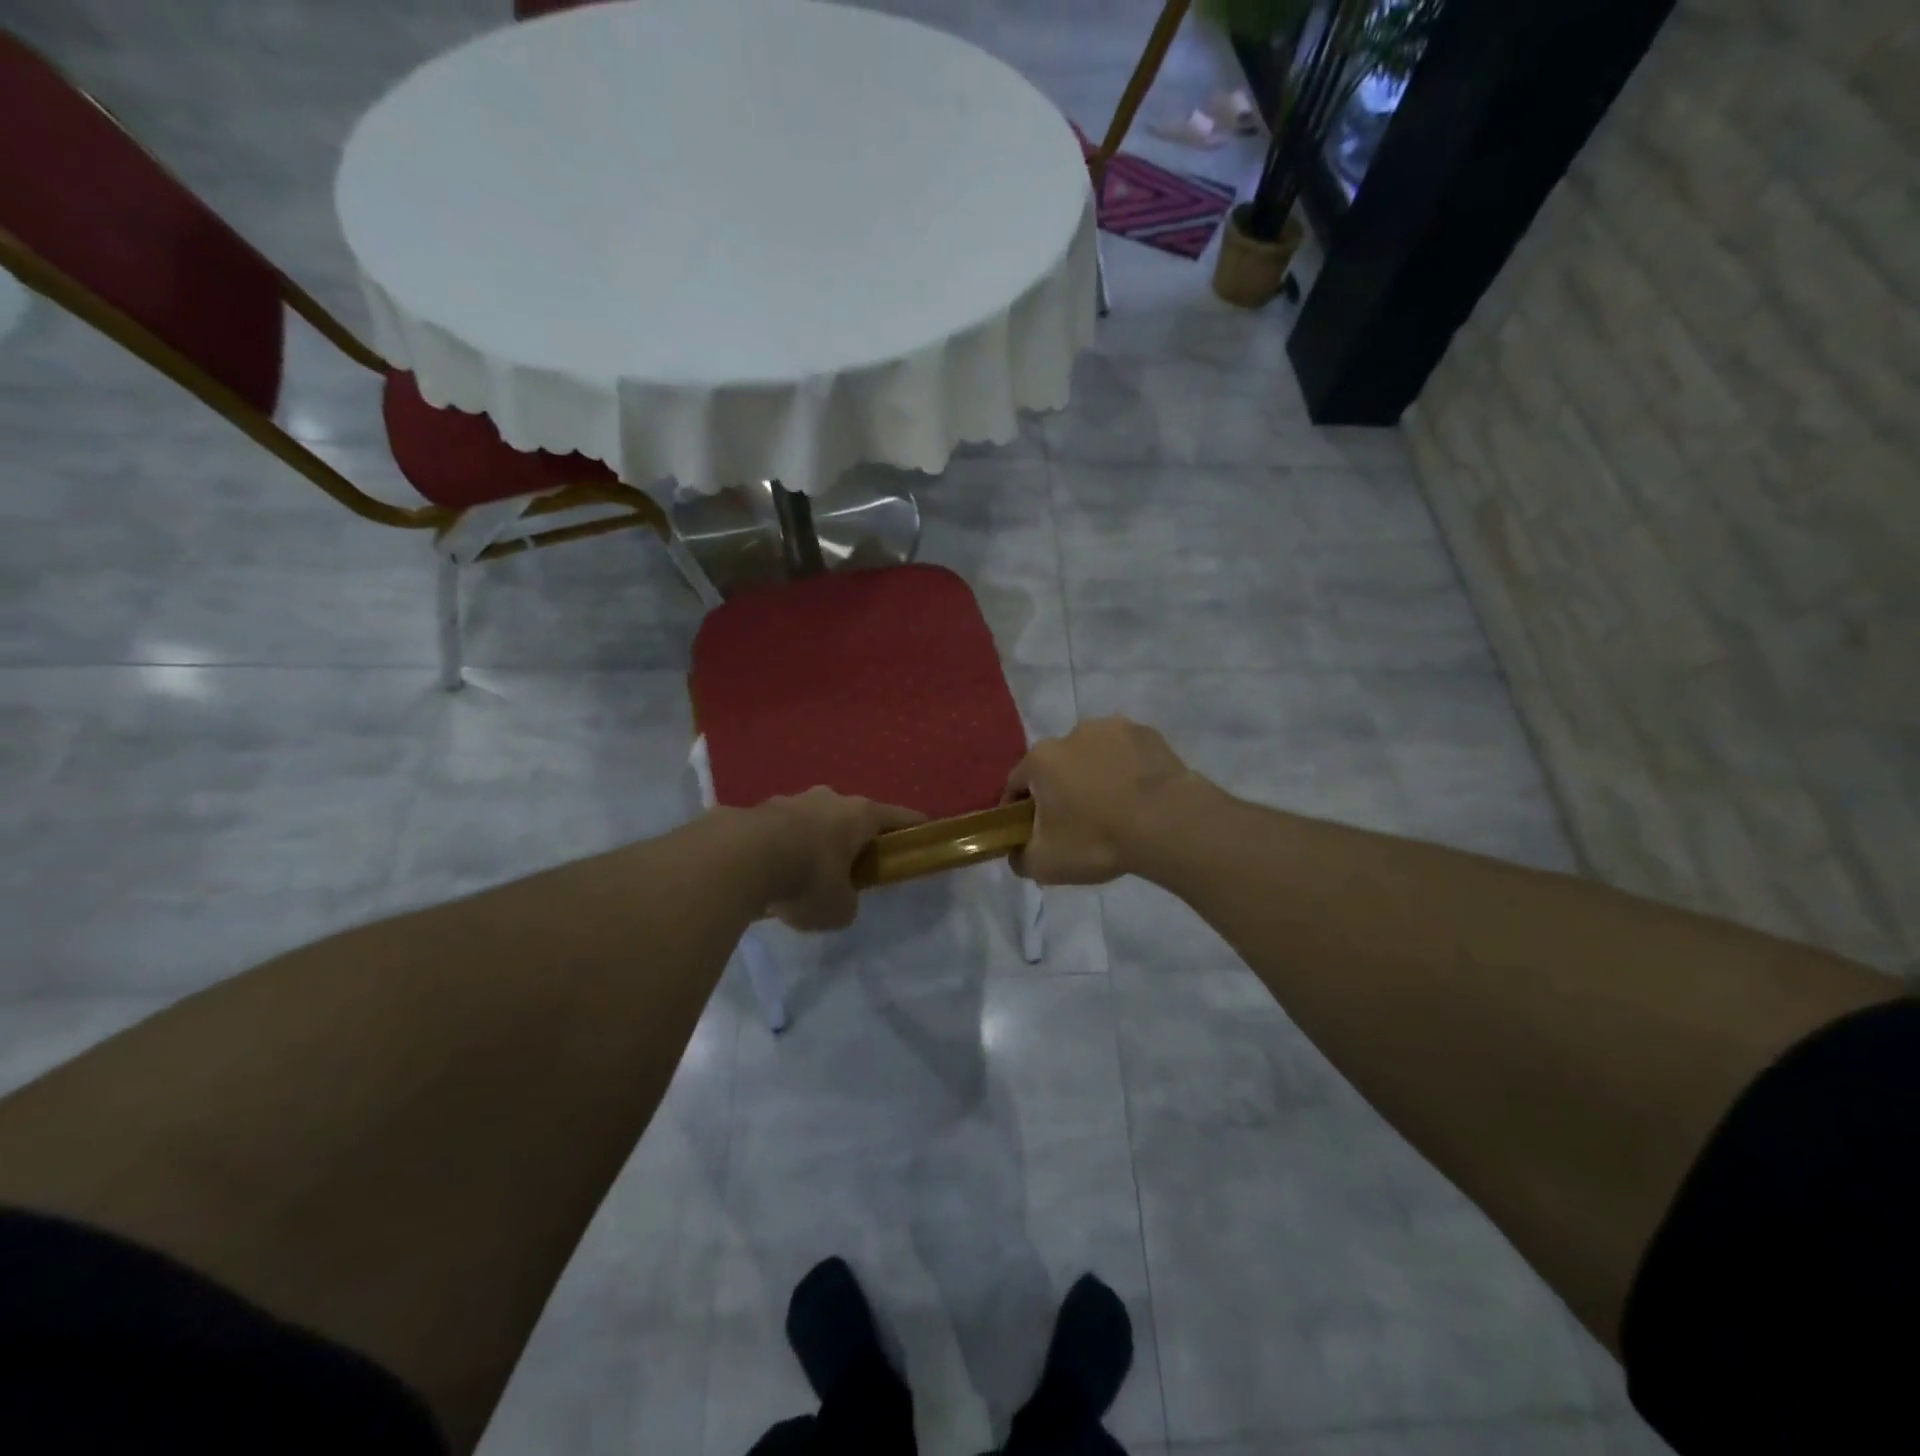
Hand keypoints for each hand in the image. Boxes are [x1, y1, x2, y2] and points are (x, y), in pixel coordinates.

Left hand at [751, 788, 925, 931]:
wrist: (740, 858)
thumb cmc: (808, 878)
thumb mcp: (839, 908)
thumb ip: (847, 902)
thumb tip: (839, 899)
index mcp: (860, 814)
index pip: (899, 817)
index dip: (914, 828)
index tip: (923, 836)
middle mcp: (829, 799)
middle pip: (852, 816)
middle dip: (853, 839)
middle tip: (851, 868)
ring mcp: (790, 799)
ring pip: (812, 820)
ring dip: (813, 842)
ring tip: (802, 874)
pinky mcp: (756, 810)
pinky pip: (778, 831)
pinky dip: (780, 848)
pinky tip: (770, 874)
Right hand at [1002, 718, 1201, 884]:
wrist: (1169, 823)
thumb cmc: (1097, 839)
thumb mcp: (1045, 864)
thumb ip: (1019, 857)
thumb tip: (1016, 852)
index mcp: (1040, 759)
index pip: (1015, 784)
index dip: (1018, 810)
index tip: (1031, 833)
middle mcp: (1071, 733)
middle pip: (1056, 766)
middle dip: (1060, 790)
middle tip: (1076, 824)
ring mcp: (1113, 728)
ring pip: (1093, 756)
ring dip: (1095, 776)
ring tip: (1113, 809)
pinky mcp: (1148, 733)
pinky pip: (1126, 754)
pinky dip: (1126, 770)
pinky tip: (1139, 797)